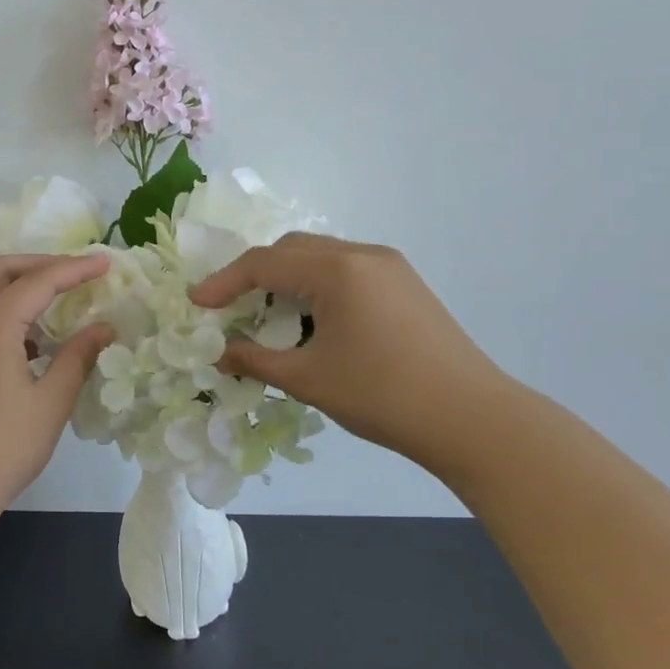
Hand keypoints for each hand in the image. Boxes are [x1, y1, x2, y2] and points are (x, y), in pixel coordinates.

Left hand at [0, 254, 114, 515]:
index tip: (105, 262)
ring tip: (52, 294)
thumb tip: (103, 328)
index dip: (74, 268)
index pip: (38, 281)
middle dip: (39, 263)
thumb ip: (78, 357)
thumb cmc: (2, 449)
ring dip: (15, 281)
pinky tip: (23, 331)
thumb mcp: (50, 403)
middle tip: (75, 271)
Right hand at [190, 233, 512, 479]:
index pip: (264, 263)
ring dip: (287, 280)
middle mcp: (363, 254)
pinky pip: (346, 271)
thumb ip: (254, 360)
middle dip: (255, 274)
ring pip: (320, 258)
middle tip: (231, 307)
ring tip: (269, 317)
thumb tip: (219, 353)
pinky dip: (316, 287)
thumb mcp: (308, 379)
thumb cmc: (382, 395)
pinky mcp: (406, 285)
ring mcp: (390, 267)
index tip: (197, 304)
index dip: (224, 282)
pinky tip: (312, 321)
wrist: (473, 418)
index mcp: (337, 270)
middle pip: (292, 250)